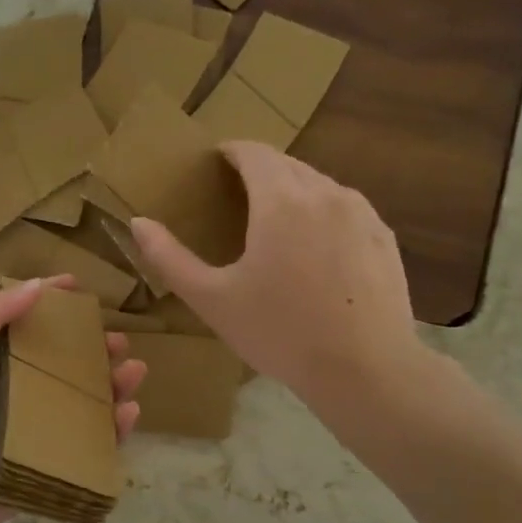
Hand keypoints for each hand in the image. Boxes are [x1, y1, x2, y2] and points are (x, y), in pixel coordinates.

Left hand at [0, 276, 145, 522]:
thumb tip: (36, 284)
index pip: (28, 325)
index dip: (53, 303)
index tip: (81, 287)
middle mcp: (17, 392)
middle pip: (65, 364)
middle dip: (95, 348)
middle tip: (118, 340)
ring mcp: (36, 430)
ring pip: (85, 402)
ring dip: (113, 385)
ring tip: (134, 371)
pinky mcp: (50, 463)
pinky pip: (89, 445)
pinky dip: (114, 430)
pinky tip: (129, 412)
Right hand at [128, 143, 431, 423]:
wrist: (365, 370)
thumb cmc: (279, 332)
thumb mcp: (211, 299)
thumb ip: (170, 258)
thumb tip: (138, 222)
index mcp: (280, 201)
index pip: (253, 153)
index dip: (229, 152)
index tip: (212, 164)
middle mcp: (324, 193)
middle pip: (286, 164)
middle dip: (258, 170)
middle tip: (233, 194)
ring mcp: (361, 213)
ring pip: (318, 184)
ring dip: (290, 189)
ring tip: (271, 220)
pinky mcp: (383, 236)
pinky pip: (344, 208)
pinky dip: (321, 211)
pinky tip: (312, 246)